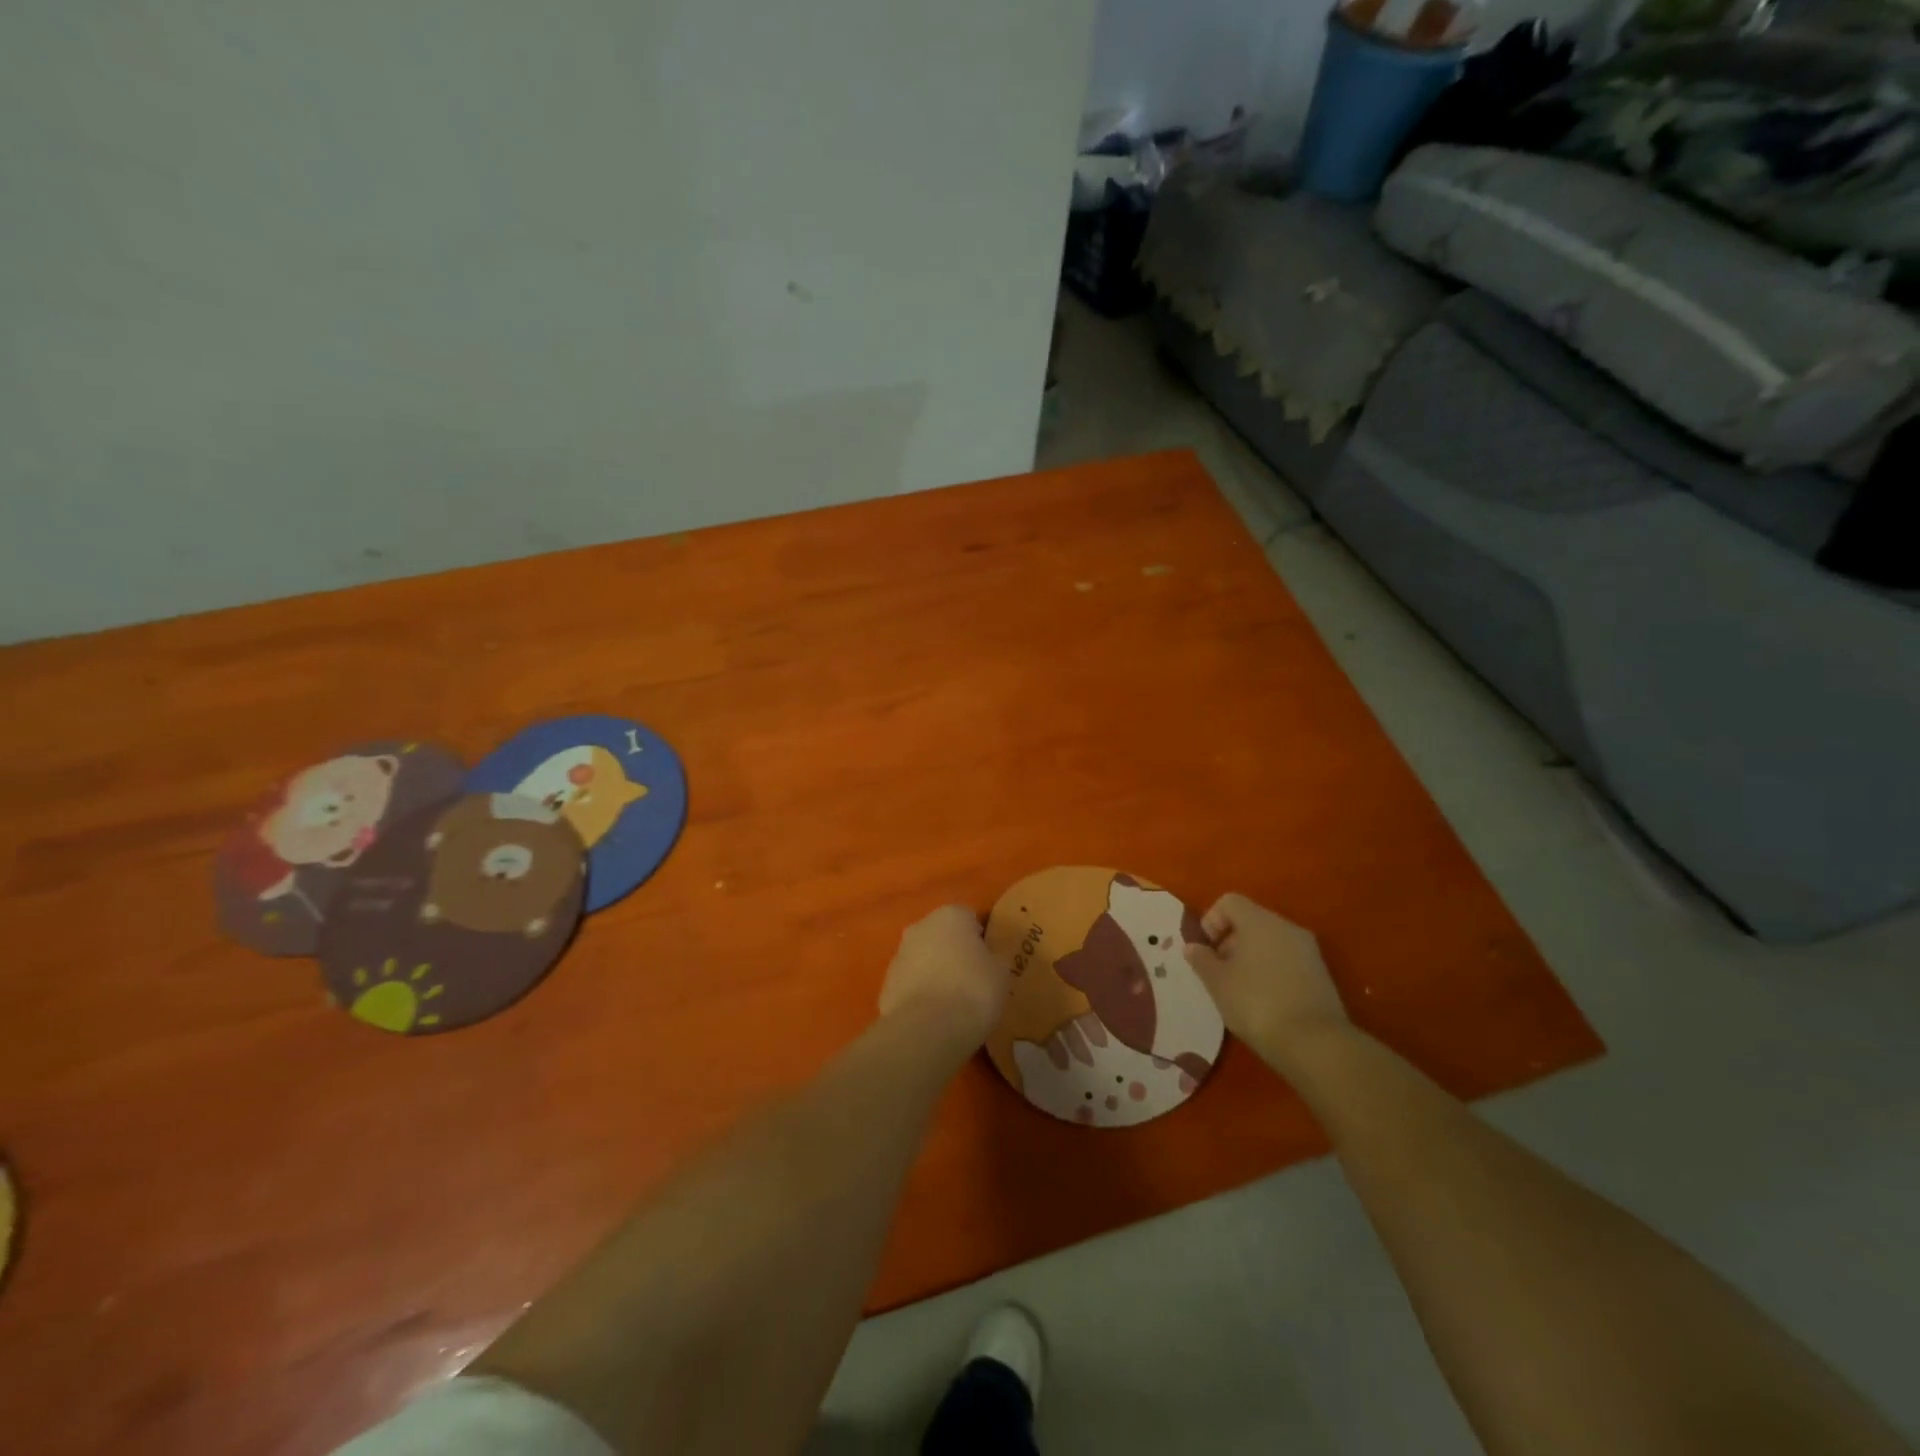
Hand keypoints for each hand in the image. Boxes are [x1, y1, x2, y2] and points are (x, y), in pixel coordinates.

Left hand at [878, 905, 1010, 1052]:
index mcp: (950, 915)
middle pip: (943, 935)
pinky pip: (911, 984)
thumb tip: (988, 958)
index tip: (990, 961)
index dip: (982, 939)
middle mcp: (920, 926)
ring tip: (954, 1003)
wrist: (925, 1029)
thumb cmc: (972, 990)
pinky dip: (921, 994)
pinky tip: (935, 1016)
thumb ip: (994, 958)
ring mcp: (899, 955)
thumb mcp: (1001, 973)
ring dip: (936, 972)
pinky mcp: (886, 985)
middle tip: (974, 980)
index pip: (970, 918)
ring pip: (924, 959)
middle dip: (955, 953)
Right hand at [1184, 893, 1347, 1066]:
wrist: (1315, 1044)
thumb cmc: (1257, 1004)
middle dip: (1229, 942)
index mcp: (1259, 921)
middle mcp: (1286, 927)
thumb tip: (1193, 947)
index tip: (1206, 952)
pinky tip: (1265, 1001)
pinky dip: (1271, 971)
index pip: (1229, 902)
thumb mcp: (1217, 983)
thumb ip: (1201, 959)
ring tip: (1240, 991)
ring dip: (1250, 958)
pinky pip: (1287, 960)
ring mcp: (1308, 950)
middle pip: (1250, 921)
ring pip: (1269, 941)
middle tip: (1219, 974)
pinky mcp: (1321, 974)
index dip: (1211, 921)